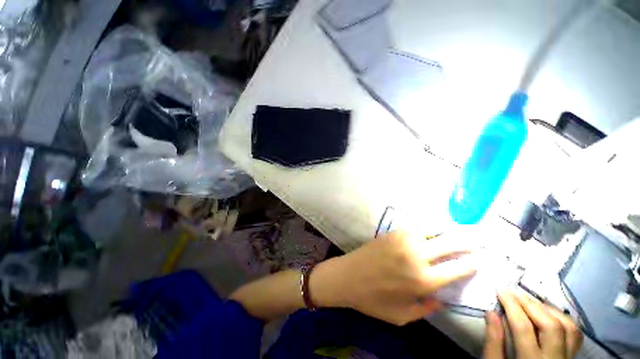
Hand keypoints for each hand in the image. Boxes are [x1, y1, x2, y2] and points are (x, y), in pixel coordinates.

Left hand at [312, 231, 476, 325]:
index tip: (479, 260)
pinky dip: (426, 228)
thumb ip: (426, 309)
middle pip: (449, 244)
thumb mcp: (401, 317)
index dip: (471, 264)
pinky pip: (414, 228)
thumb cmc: (372, 300)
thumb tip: (442, 298)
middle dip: (466, 242)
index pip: (456, 269)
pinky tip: (430, 231)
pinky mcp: (391, 233)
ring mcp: (402, 240)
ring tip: (456, 232)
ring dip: (446, 232)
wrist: (347, 276)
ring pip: (431, 230)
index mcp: (422, 280)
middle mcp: (416, 256)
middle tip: (477, 240)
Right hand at [483, 291, 583, 358]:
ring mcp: (567, 358)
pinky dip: (563, 320)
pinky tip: (549, 314)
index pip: (524, 328)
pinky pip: (575, 335)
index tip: (501, 290)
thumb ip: (494, 343)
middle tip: (514, 293)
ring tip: (530, 302)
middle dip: (531, 305)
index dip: (512, 306)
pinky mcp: (572, 357)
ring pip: (567, 328)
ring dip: (548, 310)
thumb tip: (492, 313)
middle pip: (550, 326)